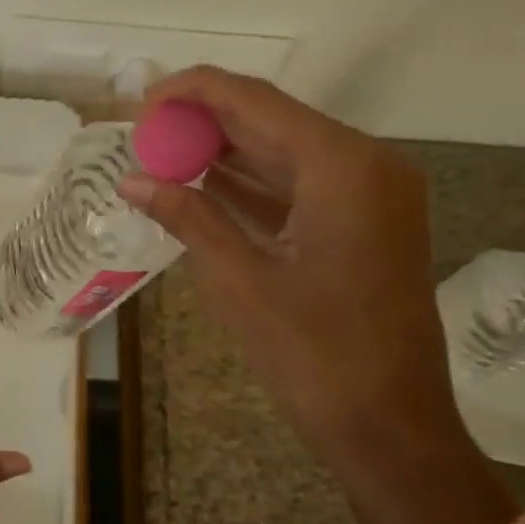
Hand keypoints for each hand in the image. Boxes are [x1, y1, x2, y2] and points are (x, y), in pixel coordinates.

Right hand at [120, 67, 516, 523]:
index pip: (254, 101)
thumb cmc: (316, 357)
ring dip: (225, 150)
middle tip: (143, 129)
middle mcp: (365, 165)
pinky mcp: (364, 223)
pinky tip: (202, 182)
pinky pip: (299, 186)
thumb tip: (132, 180)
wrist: (392, 431)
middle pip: (271, 120)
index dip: (192, 92)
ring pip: (284, 151)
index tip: (140, 102)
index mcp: (342, 167)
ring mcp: (370, 195)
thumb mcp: (241, 281)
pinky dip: (252, 183)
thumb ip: (188, 216)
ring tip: (160, 152)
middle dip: (205, 120)